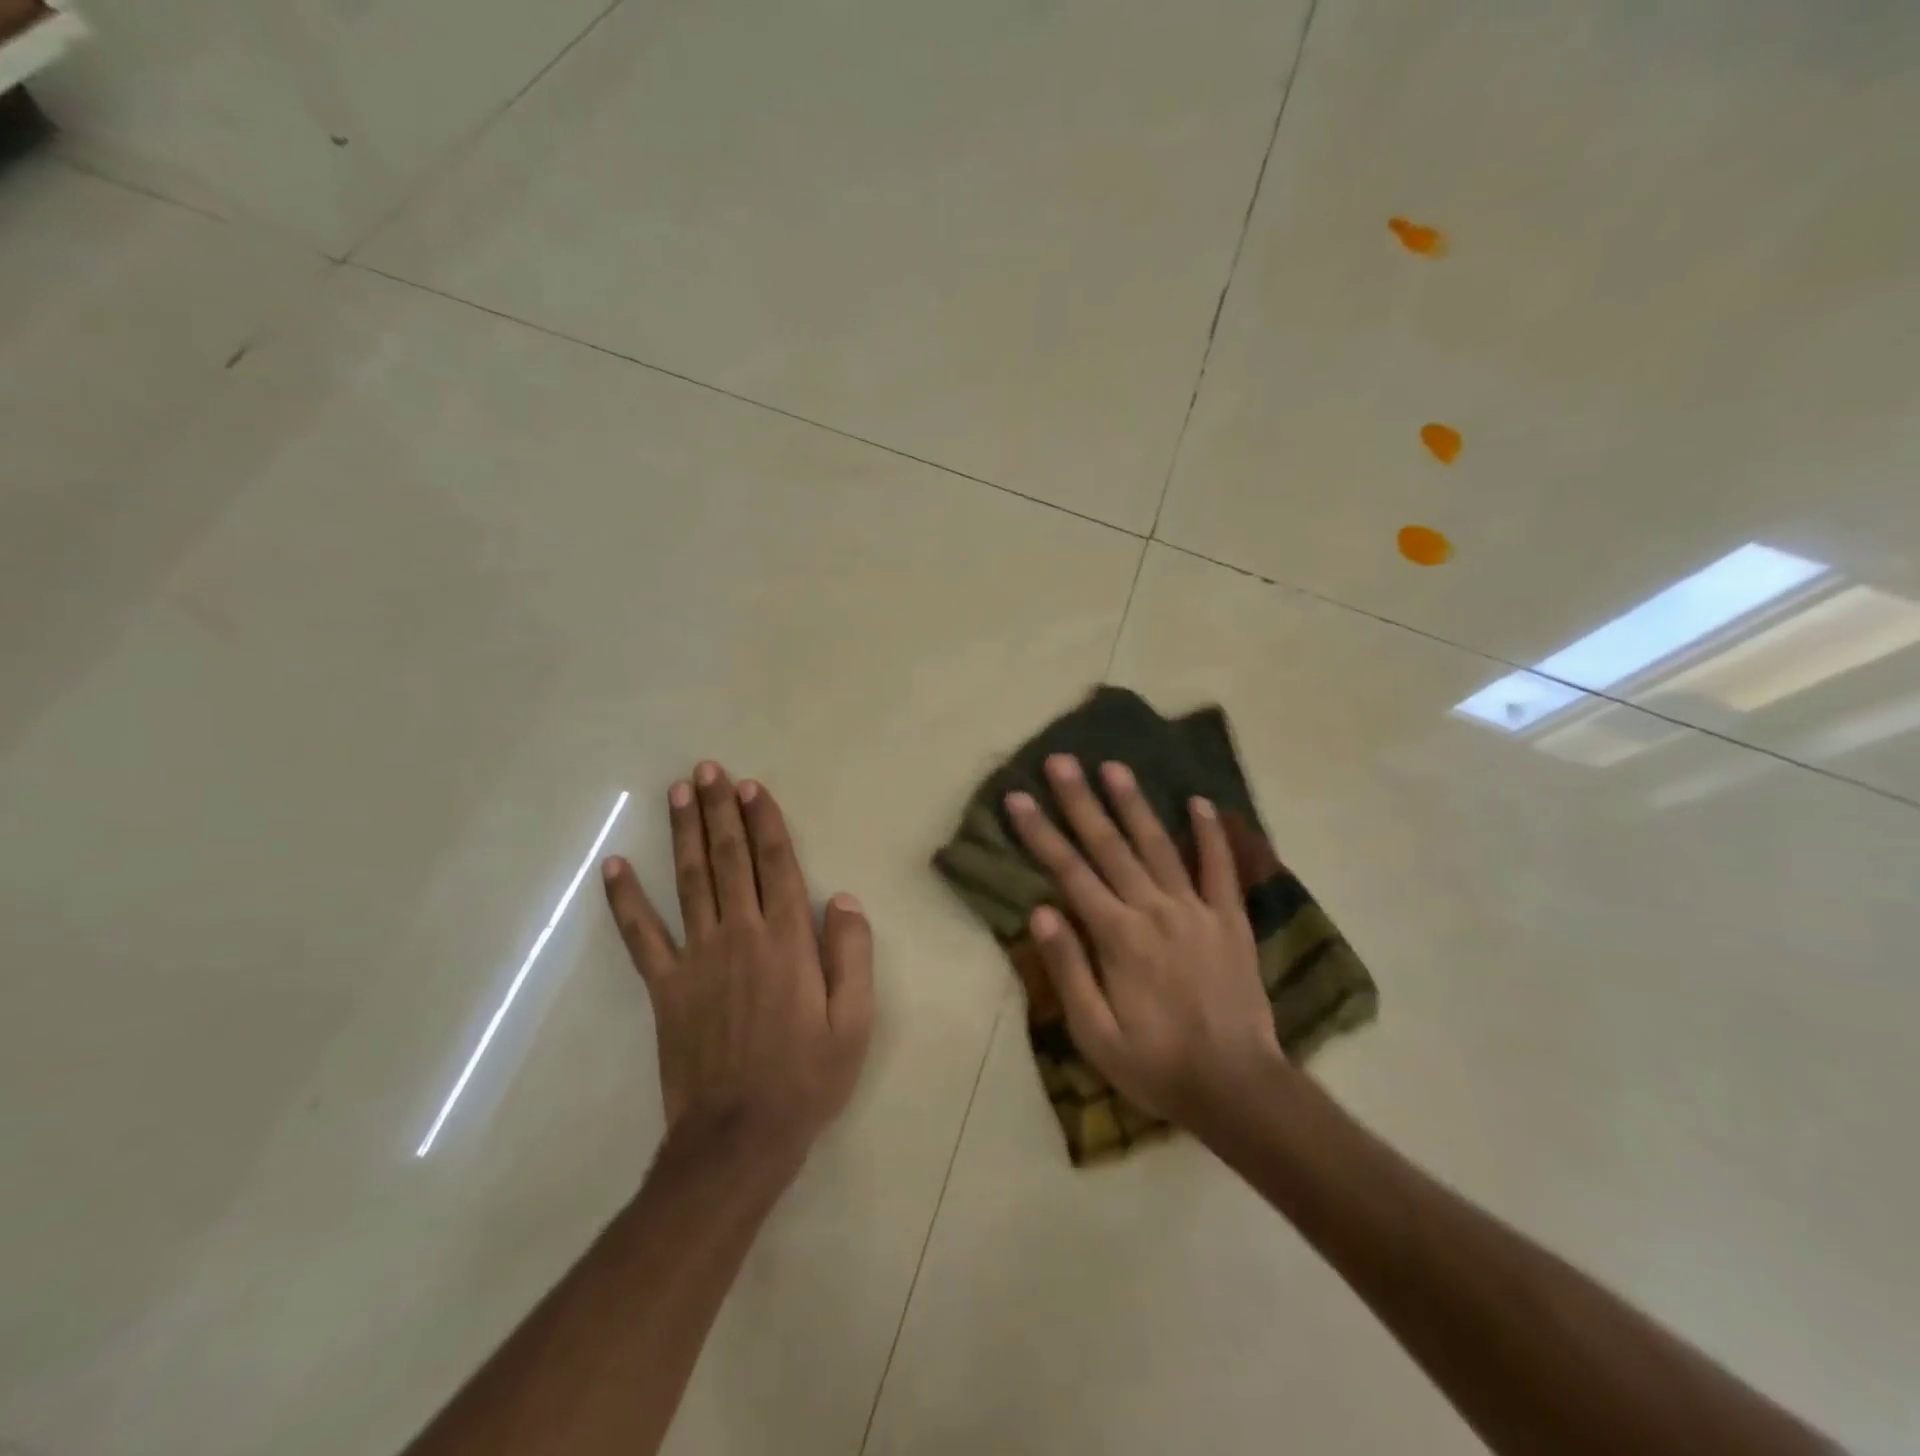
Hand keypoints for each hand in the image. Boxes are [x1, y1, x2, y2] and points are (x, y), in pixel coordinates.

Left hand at [602, 762, 873, 1172]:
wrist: (739, 1137)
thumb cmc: (807, 1078)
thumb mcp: (855, 1021)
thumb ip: (853, 954)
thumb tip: (845, 898)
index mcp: (788, 940)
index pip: (776, 864)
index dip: (763, 821)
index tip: (750, 787)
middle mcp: (741, 934)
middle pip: (729, 859)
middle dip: (719, 811)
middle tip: (708, 770)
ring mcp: (697, 958)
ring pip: (688, 880)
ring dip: (682, 833)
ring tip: (677, 792)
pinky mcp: (665, 986)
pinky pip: (641, 935)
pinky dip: (625, 899)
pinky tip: (615, 865)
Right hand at [1004, 754, 1285, 1127]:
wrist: (1238, 1087)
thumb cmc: (1156, 1065)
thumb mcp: (1095, 1034)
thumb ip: (1068, 969)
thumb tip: (1041, 911)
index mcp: (1117, 937)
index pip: (1069, 872)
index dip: (1040, 832)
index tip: (1018, 797)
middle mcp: (1154, 910)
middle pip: (1110, 846)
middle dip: (1081, 801)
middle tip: (1061, 760)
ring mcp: (1196, 910)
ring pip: (1159, 845)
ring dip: (1134, 804)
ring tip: (1114, 766)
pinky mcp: (1230, 919)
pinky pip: (1220, 868)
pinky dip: (1211, 833)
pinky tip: (1200, 802)